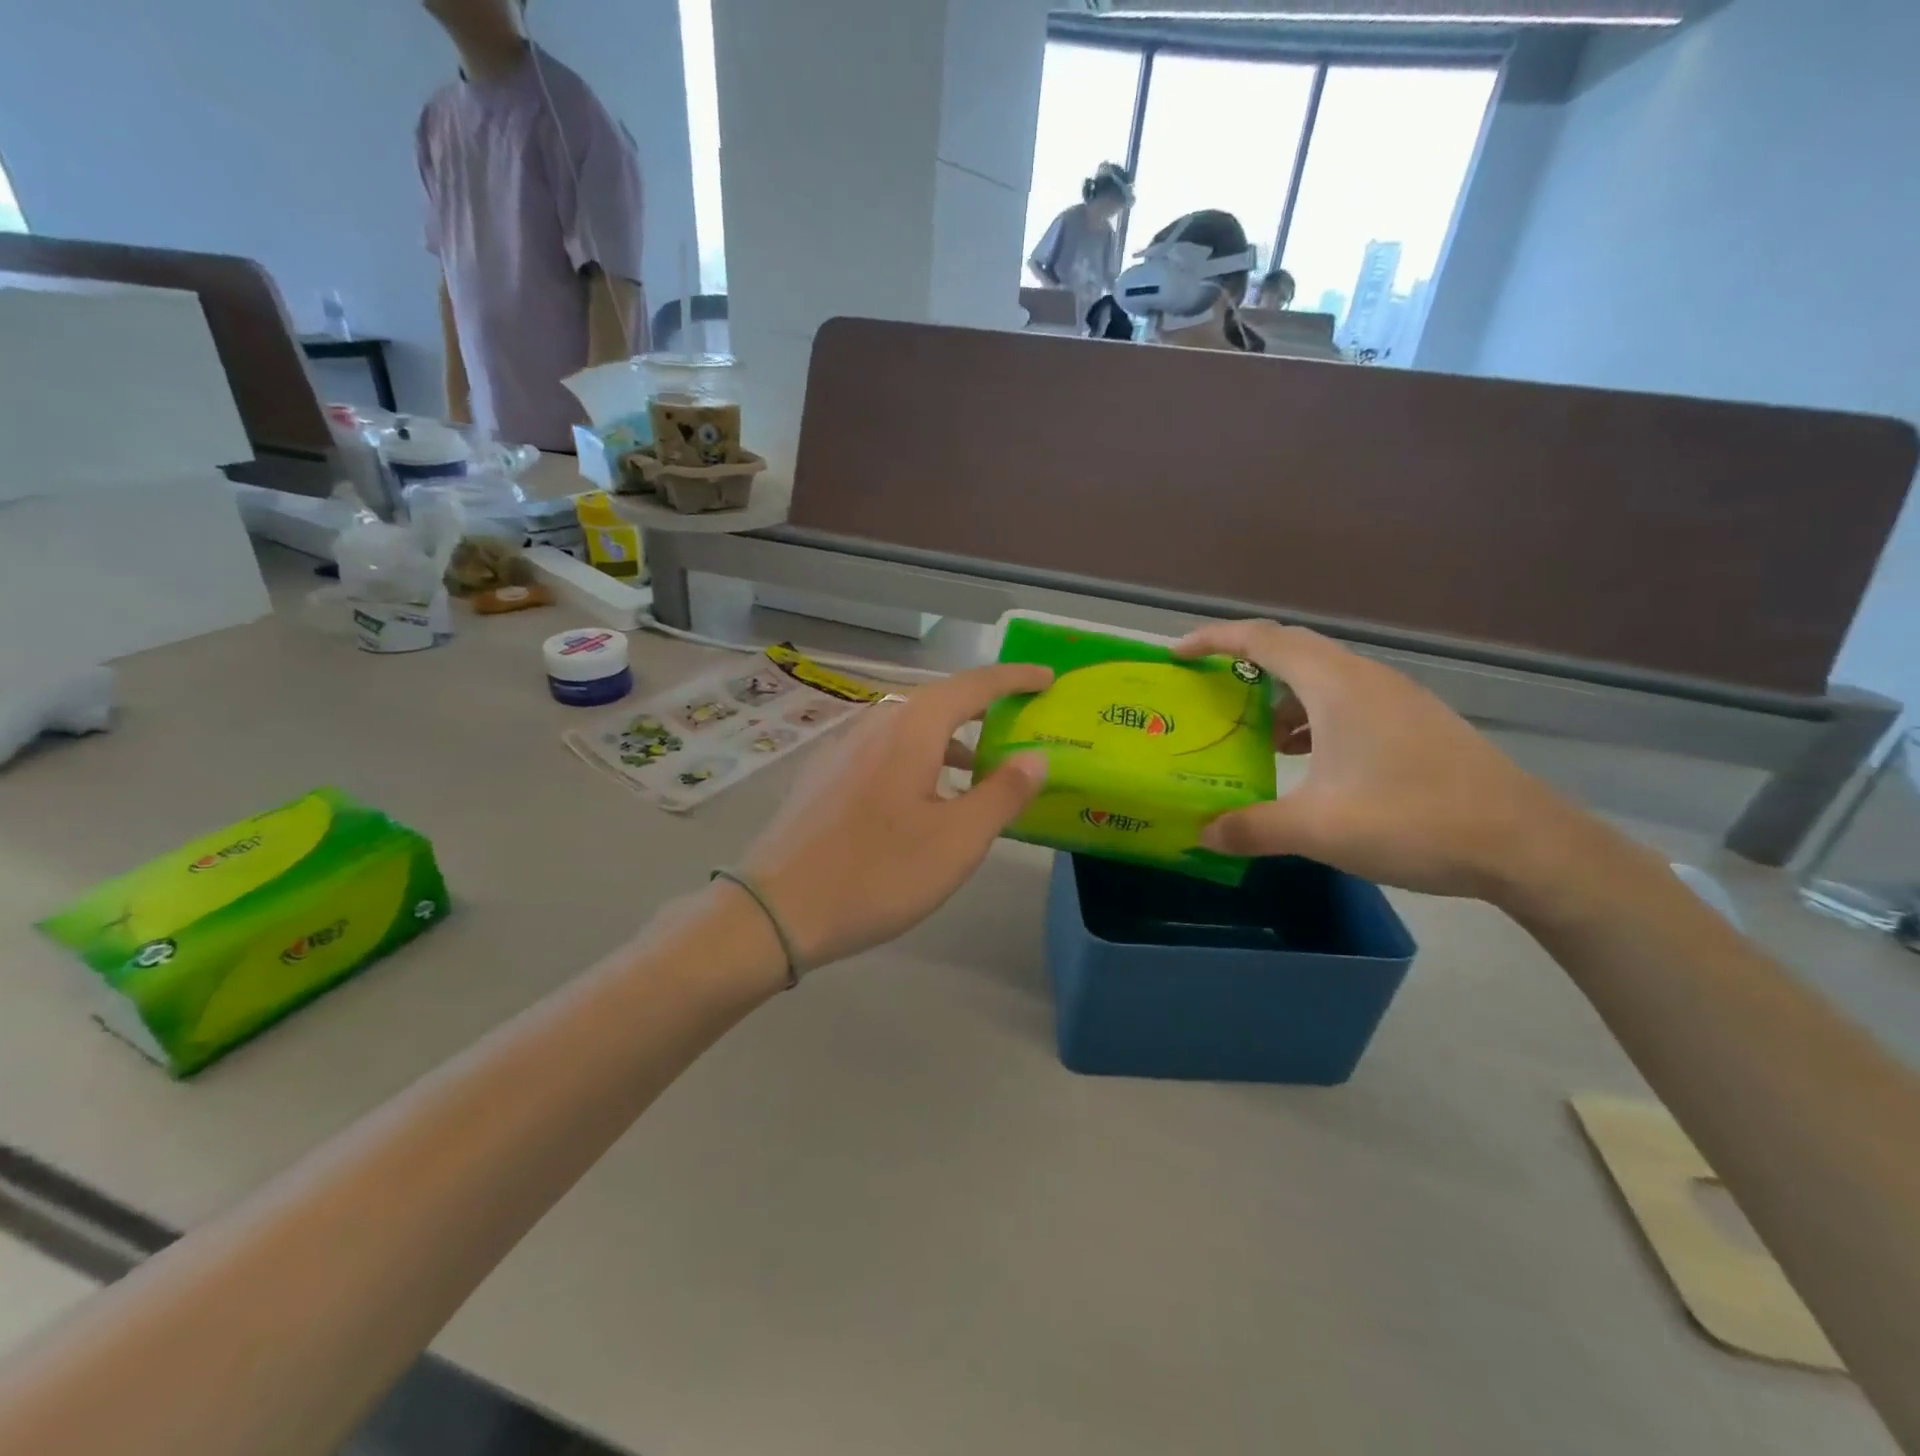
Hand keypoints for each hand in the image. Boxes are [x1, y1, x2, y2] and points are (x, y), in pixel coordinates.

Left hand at [737, 665, 1052, 967]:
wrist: (776, 908)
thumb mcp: (957, 840)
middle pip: (940, 700)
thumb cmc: (878, 872)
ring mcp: (843, 746)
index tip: (1047, 678)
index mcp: (912, 727)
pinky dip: (918, 756)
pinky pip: (885, 748)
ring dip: (950, 737)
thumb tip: (1036, 757)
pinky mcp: (824, 773)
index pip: (974, 685)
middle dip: (983, 707)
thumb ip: (1002, 793)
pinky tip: (922, 796)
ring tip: (979, 767)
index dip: (1015, 679)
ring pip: (909, 727)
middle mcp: (876, 722)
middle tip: (1020, 721)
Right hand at [1176, 621, 1588, 899]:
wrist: (1525, 844)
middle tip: (1205, 691)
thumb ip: (1251, 828)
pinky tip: (1304, 757)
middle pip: (1290, 649)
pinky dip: (1311, 716)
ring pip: (1320, 677)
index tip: (1176, 655)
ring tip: (1251, 734)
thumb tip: (1202, 834)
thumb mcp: (1318, 829)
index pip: (1262, 639)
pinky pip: (1346, 701)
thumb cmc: (1413, 820)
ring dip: (1279, 696)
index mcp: (1337, 685)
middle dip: (1241, 664)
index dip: (1213, 639)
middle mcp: (1365, 678)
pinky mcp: (1413, 722)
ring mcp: (1395, 698)